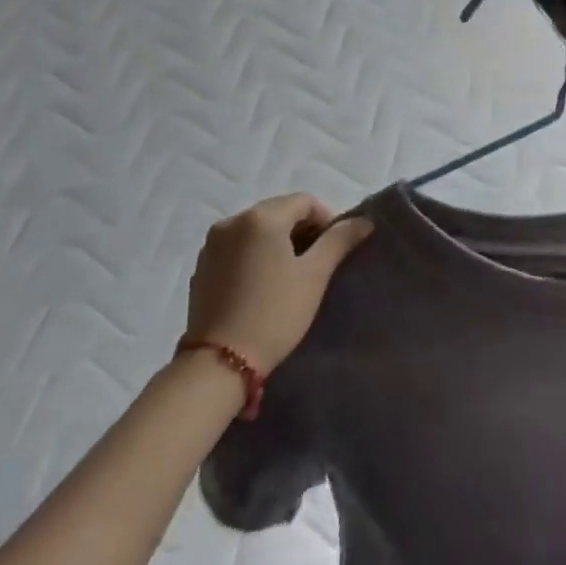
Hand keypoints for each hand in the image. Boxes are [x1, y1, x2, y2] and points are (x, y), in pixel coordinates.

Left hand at [186, 194, 372, 372]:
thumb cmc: (275, 313)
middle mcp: (232, 222)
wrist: (219, 363)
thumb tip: (364, 220)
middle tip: (316, 262)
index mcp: (261, 217)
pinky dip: (254, 254)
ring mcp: (212, 244)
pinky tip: (262, 283)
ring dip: (277, 241)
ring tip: (289, 274)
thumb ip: (340, 240)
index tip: (334, 249)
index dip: (326, 219)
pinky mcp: (201, 267)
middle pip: (278, 211)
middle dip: (301, 229)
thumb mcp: (315, 275)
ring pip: (256, 229)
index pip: (304, 201)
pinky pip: (237, 247)